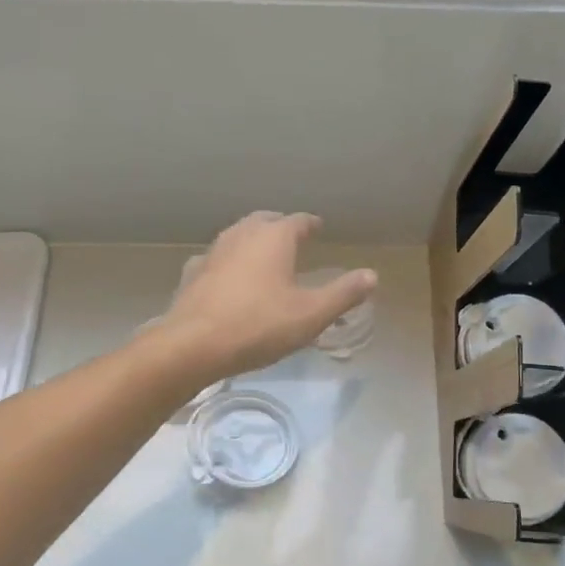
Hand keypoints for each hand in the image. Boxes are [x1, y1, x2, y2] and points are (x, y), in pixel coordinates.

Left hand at [157, 212, 376, 384]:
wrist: (193, 345)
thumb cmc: (259, 325)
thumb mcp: (311, 314)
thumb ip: (343, 294)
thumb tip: (372, 275)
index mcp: (274, 237)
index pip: (297, 220)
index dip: (311, 224)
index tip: (318, 227)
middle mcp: (242, 235)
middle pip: (264, 221)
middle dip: (279, 225)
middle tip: (292, 236)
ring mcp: (213, 252)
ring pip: (237, 236)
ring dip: (252, 241)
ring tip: (263, 255)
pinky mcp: (192, 274)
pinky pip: (215, 260)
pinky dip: (227, 263)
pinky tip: (228, 277)